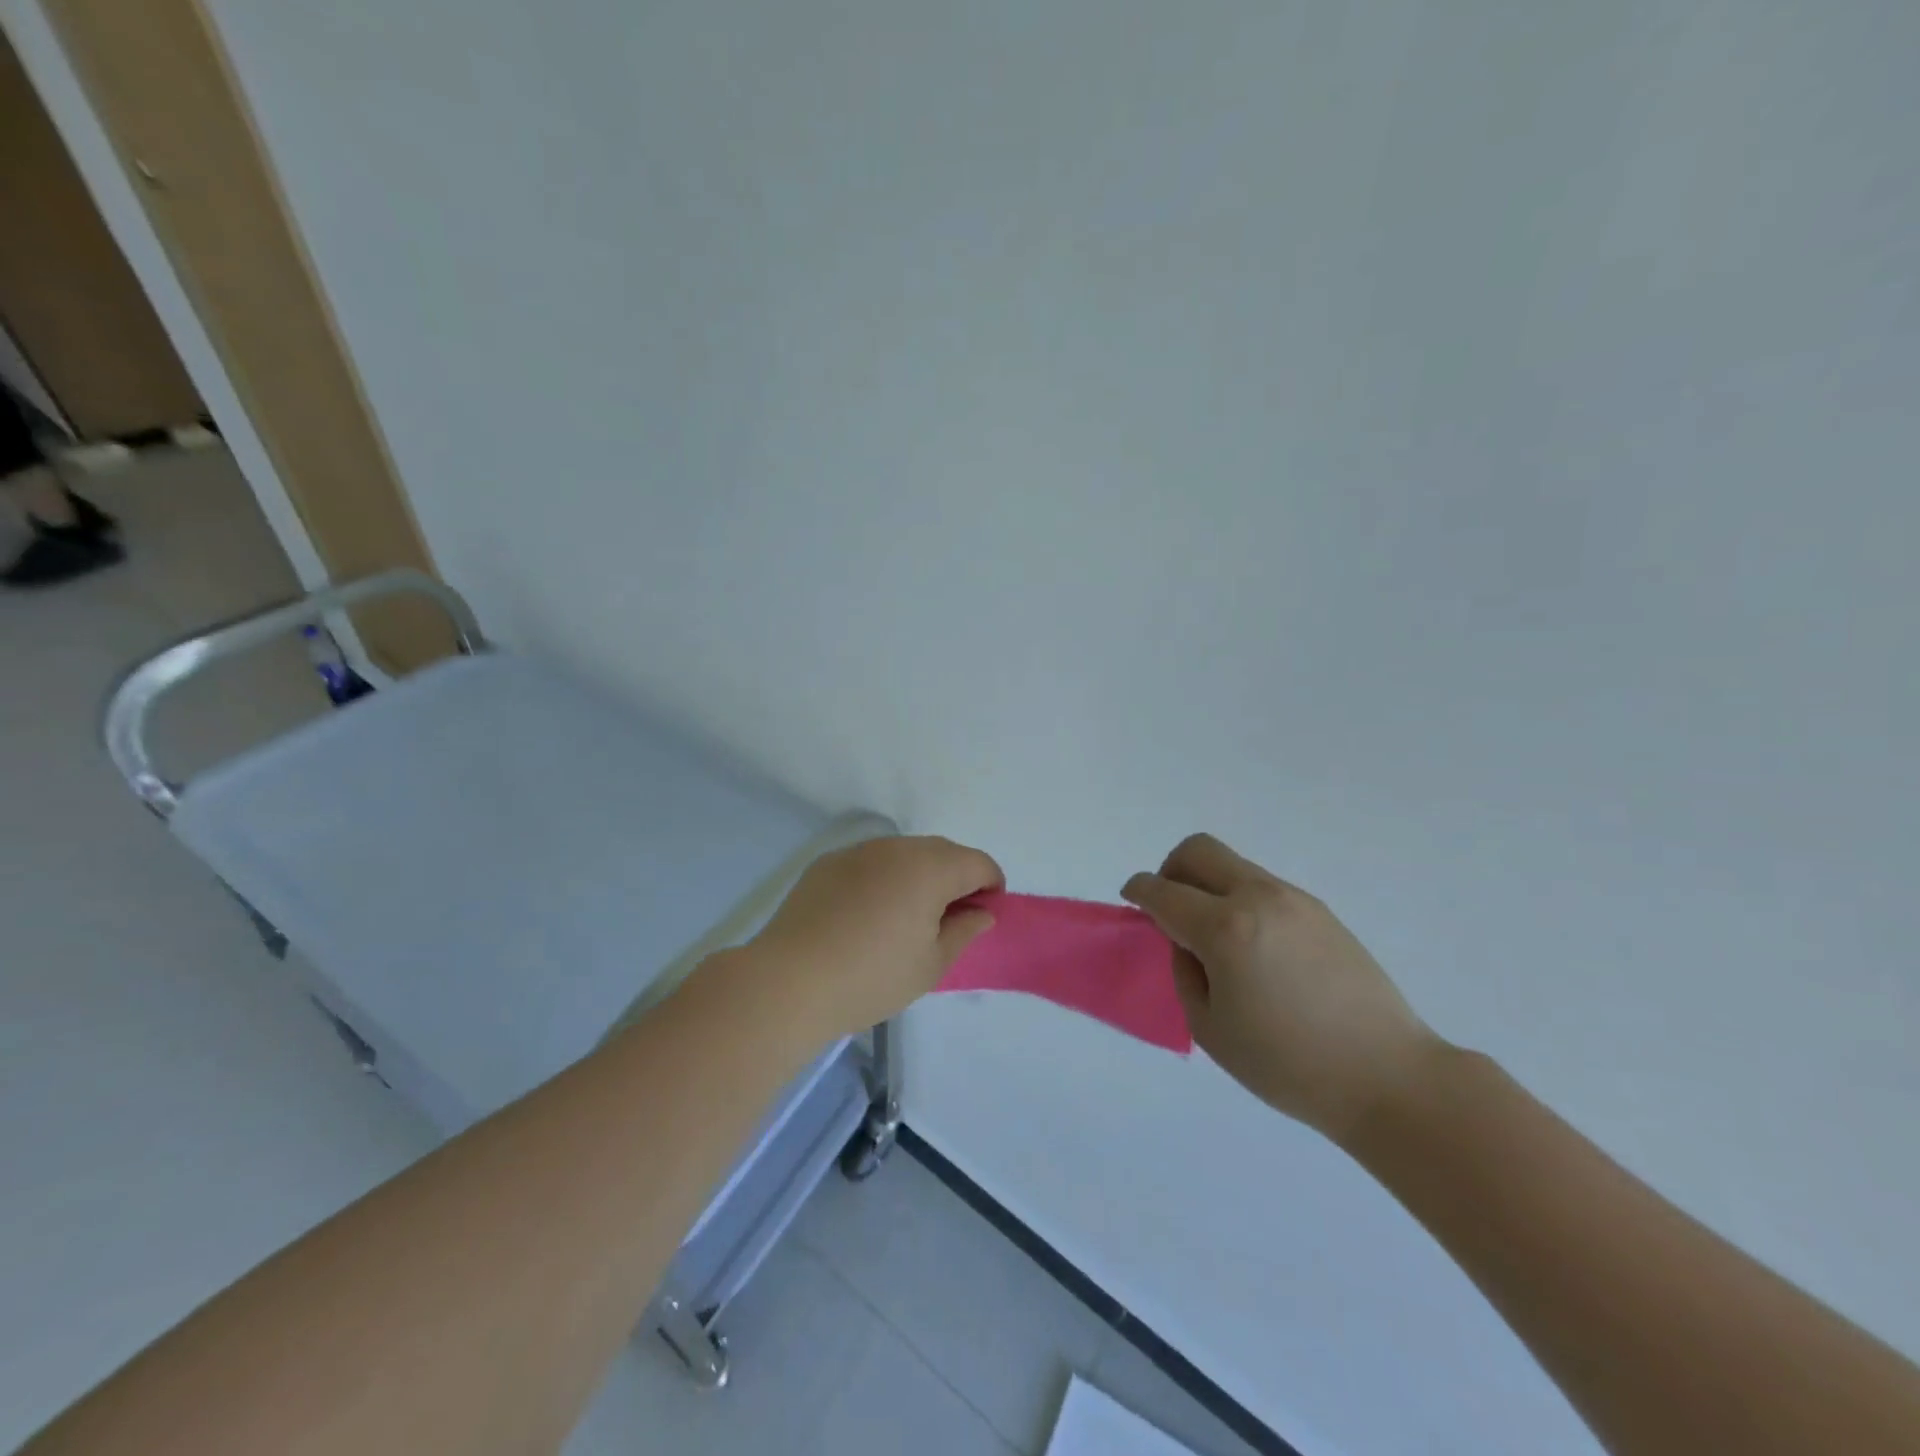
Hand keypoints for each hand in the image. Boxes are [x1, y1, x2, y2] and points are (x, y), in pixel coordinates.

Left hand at [744, 835, 1003, 1037]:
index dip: (991, 887)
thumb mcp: (931, 965)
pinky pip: (870, 862)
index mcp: (930, 868)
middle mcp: (897, 847)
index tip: (984, 916)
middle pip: (942, 852)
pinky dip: (882, 879)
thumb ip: (964, 931)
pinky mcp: (828, 863)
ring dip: (918, 876)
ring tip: (905, 918)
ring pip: (904, 854)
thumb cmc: (872, 977)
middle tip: (948, 920)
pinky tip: (865, 916)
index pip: (978, 863)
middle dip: (956, 878)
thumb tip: (981, 912)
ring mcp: (858, 851)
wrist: (788, 981)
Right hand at [1122, 833, 1439, 1142]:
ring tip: (1217, 940)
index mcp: (1226, 928)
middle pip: (1198, 851)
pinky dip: (1241, 901)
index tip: (1131, 901)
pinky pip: (1263, 887)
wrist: (1388, 1077)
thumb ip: (1186, 972)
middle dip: (1170, 870)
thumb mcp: (1211, 1028)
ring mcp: (1294, 900)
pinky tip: (1255, 951)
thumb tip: (1187, 942)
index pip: (1163, 891)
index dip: (1138, 891)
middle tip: (1170, 910)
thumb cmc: (1288, 1065)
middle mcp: (1259, 898)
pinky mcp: (1320, 912)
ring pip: (1233, 865)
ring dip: (1209, 886)